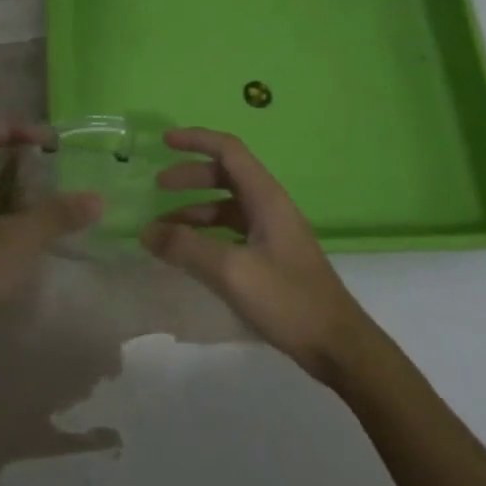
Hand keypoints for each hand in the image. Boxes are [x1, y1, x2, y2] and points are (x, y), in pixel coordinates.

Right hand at [143, 128, 372, 383]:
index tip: (164, 141)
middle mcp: (270, 207)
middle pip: (226, 175)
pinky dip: (206, 234)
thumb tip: (146, 231)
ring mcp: (272, 233)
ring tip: (163, 228)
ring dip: (194, 210)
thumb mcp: (231, 271)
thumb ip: (186, 248)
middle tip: (158, 187)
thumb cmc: (288, 300)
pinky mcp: (271, 258)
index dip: (196, 140)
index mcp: (266, 198)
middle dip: (190, 176)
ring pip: (226, 206)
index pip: (229, 150)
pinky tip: (188, 254)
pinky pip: (231, 232)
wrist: (338, 345)